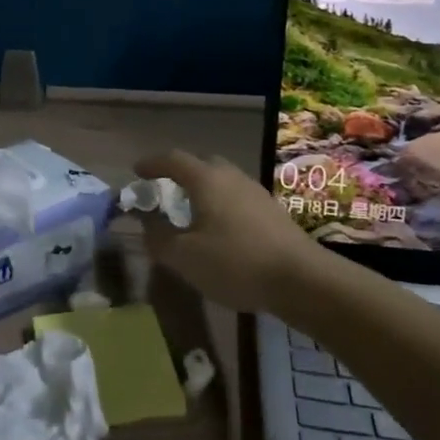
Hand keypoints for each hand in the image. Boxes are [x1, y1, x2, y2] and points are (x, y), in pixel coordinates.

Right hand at [131, 149, 323, 314]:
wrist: (302, 279)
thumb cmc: (235, 262)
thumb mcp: (185, 257)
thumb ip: (159, 239)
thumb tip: (145, 226)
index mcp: (206, 180)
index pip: (173, 160)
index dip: (152, 164)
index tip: (137, 171)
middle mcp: (231, 177)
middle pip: (202, 164)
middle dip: (181, 172)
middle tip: (166, 188)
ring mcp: (255, 192)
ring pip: (223, 180)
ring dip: (204, 189)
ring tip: (192, 211)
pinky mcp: (272, 212)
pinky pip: (238, 197)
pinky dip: (221, 205)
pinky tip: (220, 230)